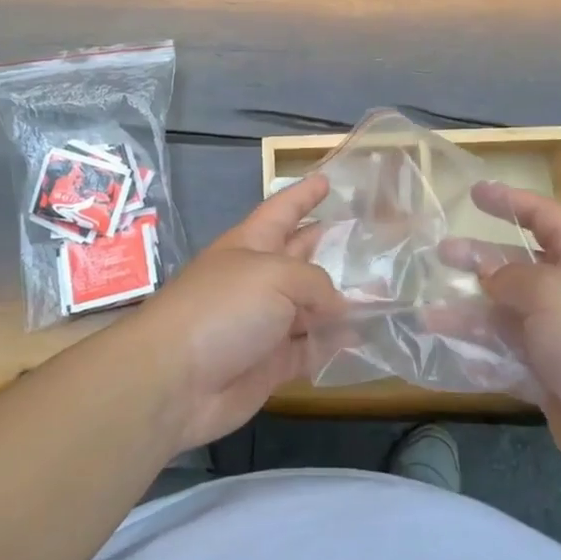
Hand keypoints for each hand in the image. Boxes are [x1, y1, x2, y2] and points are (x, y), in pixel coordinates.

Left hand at [119, 175, 343, 450]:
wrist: (175, 380)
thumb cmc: (223, 308)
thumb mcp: (275, 276)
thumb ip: (316, 283)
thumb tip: (338, 306)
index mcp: (251, 244)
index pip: (283, 210)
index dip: (304, 194)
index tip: (328, 179)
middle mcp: (259, 279)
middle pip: (301, 256)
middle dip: (330, 245)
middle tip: (370, 238)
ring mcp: (264, 322)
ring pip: (312, 306)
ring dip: (343, 300)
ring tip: (385, 292)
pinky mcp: (271, 363)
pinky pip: (311, 348)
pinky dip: (334, 344)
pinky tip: (365, 338)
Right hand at [446, 183, 560, 498]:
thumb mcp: (550, 291)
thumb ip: (509, 276)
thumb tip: (489, 278)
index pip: (544, 215)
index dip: (509, 201)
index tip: (474, 191)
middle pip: (517, 264)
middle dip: (478, 257)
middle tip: (440, 252)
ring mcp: (560, 336)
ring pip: (504, 313)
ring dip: (468, 310)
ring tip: (428, 310)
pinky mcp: (549, 376)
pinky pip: (505, 356)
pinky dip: (478, 353)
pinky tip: (447, 350)